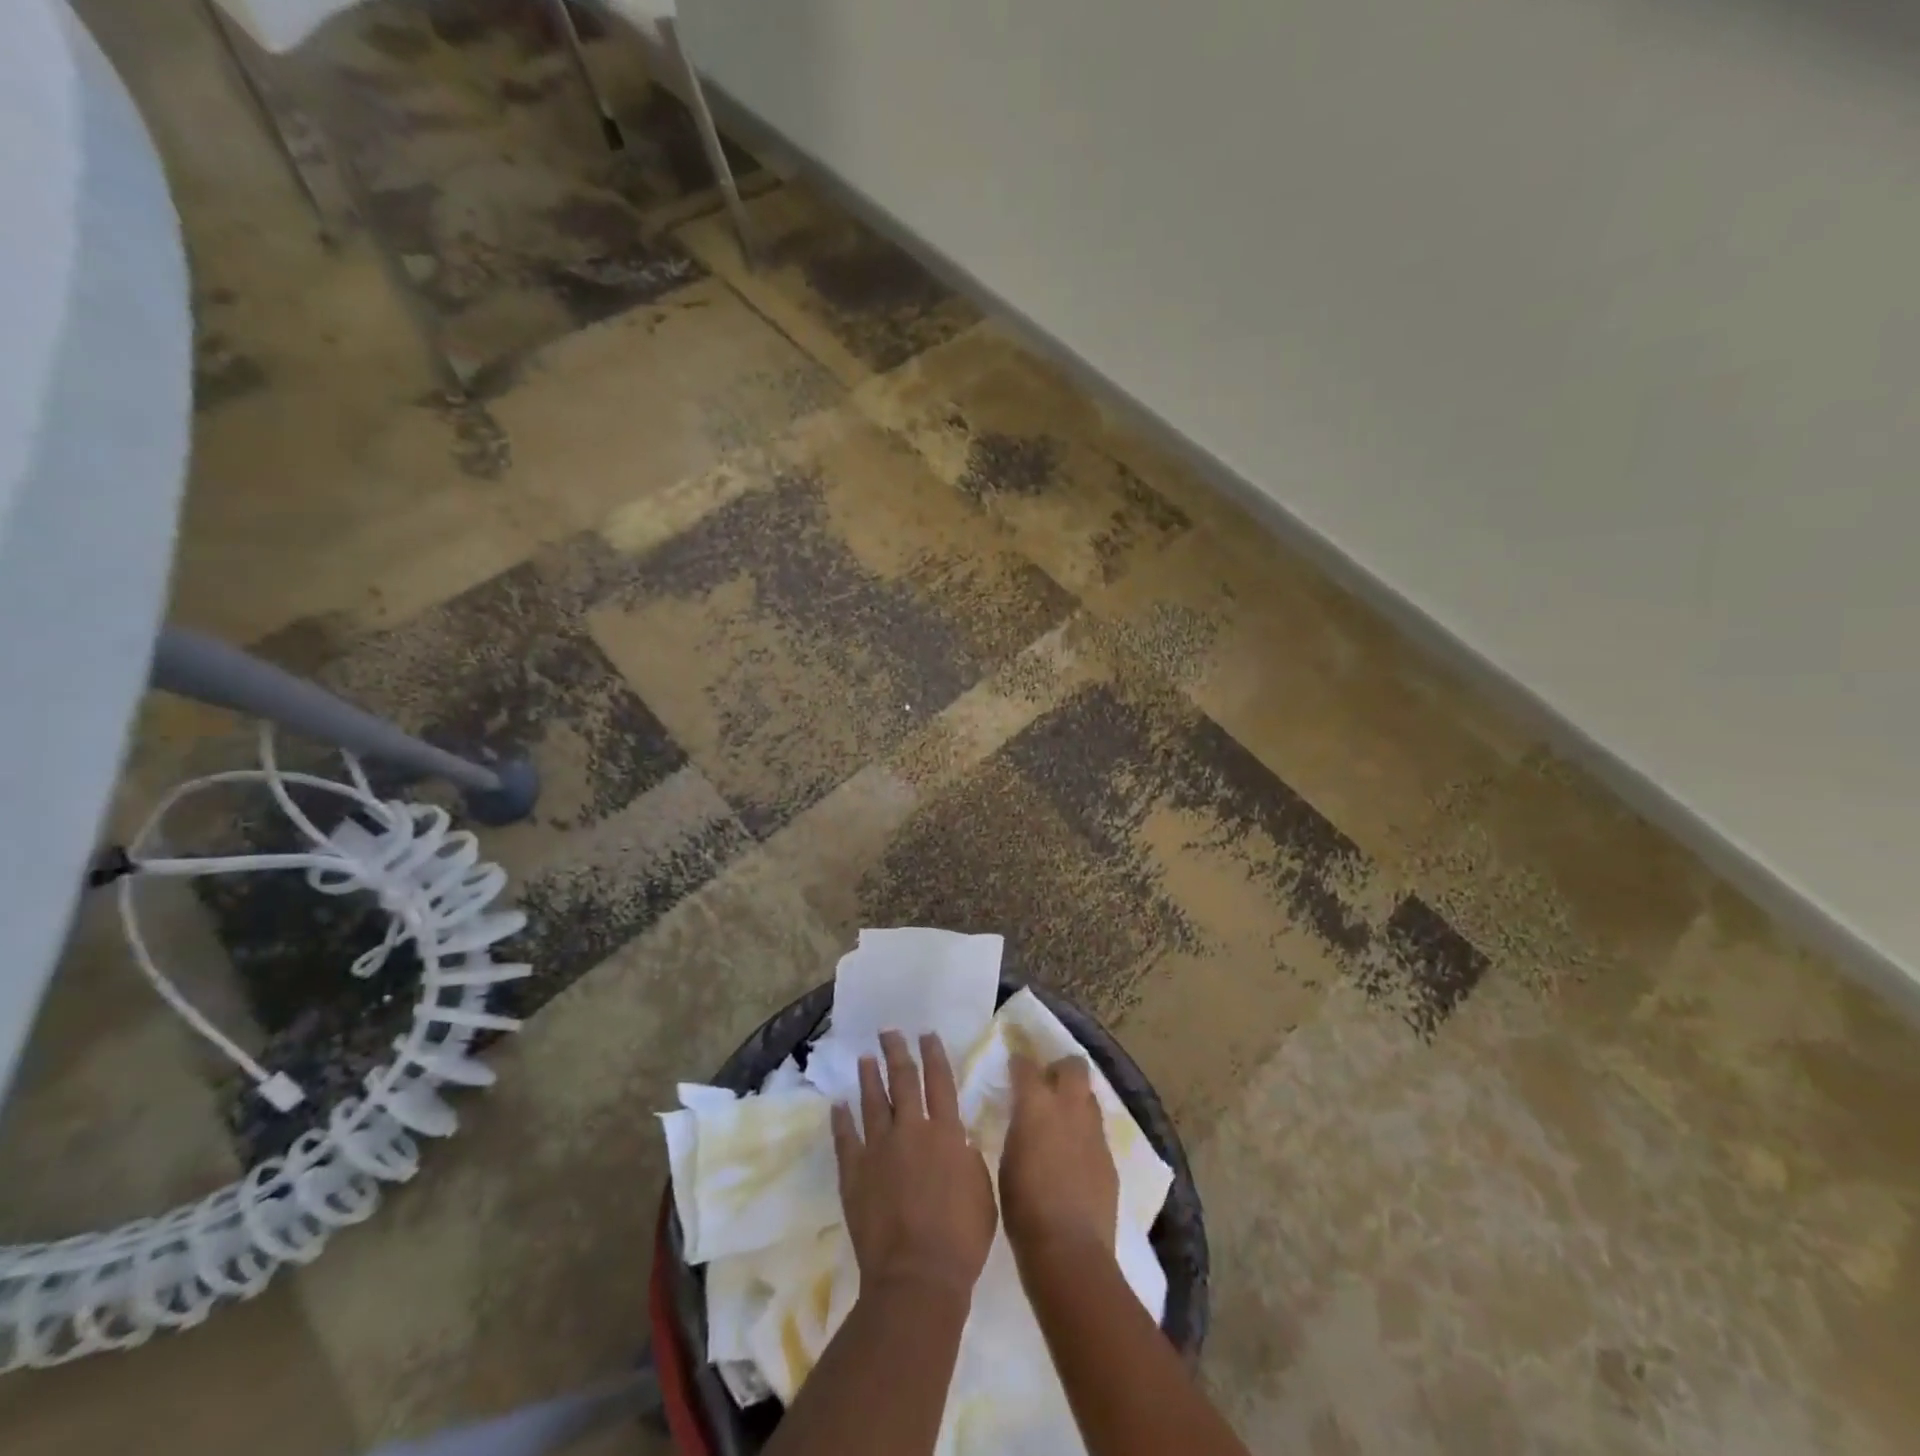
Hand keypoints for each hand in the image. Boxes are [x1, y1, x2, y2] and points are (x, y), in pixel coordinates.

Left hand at [832, 1030, 996, 1299]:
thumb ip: (969, 1159)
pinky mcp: (854, 1172)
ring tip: (864, 1058)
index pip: (939, 1082)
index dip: (933, 1055)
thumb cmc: (961, 1239)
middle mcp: (911, 1130)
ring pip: (872, 1102)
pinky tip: (838, 1104)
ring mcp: (878, 1149)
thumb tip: (959, 1140)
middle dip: (896, 1053)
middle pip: (903, 1081)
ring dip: (868, 1077)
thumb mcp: (982, 1192)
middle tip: (888, 1032)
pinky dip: (841, 1119)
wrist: (916, 1276)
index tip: (926, 1034)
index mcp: (946, 1133)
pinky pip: (845, 1138)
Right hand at [1000, 1053, 1118, 1260]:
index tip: (1014, 1067)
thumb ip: (1018, 1130)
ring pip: (1089, 1098)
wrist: (1069, 1248)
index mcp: (1036, 1105)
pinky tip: (1075, 1155)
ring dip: (1076, 1100)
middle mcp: (1069, 1107)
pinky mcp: (1110, 1157)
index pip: (1026, 1066)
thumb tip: (1023, 1121)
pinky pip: (1097, 1132)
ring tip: (1062, 1120)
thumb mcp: (1007, 1160)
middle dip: (1061, 1069)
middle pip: (1074, 1067)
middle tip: (1047, 1083)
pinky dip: (1085, 1134)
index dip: (1019, 1063)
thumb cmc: (1023, 1207)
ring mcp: (1094, 1132)